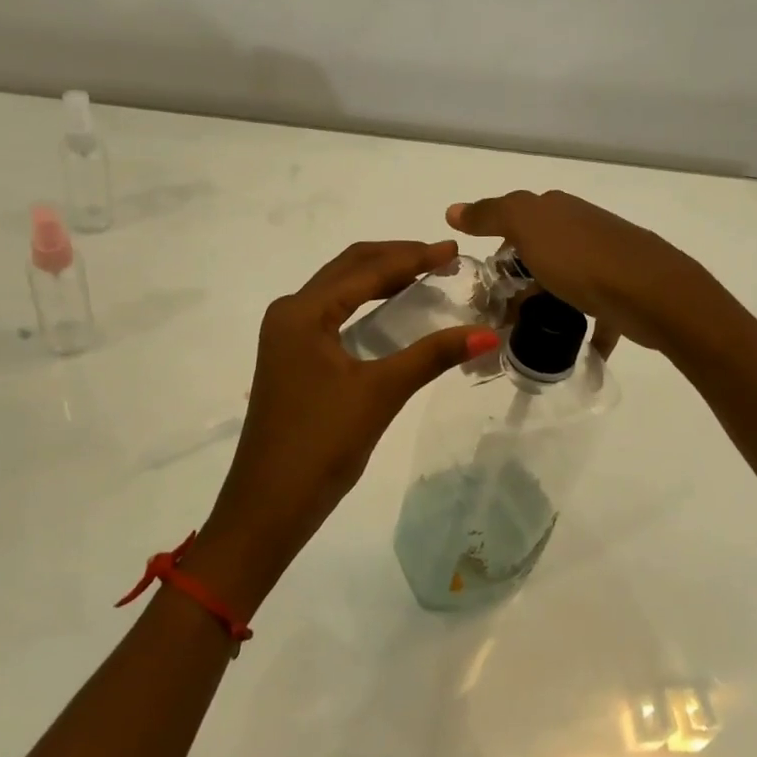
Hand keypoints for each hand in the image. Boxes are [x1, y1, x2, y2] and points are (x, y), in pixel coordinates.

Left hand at [189, 240, 500, 614]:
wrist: (268, 506)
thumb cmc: (321, 444)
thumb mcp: (380, 393)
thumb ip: (432, 356)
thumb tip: (488, 333)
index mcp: (302, 312)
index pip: (365, 269)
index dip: (412, 256)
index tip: (453, 250)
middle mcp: (289, 313)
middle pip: (348, 269)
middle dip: (395, 258)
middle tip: (441, 258)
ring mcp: (286, 336)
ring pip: (338, 291)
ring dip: (379, 278)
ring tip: (424, 276)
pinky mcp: (291, 358)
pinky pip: (333, 315)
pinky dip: (364, 304)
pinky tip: (392, 312)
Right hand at [446, 190, 720, 354]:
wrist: (653, 293)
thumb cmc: (582, 259)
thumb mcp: (527, 227)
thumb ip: (490, 215)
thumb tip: (452, 210)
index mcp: (557, 208)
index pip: (515, 220)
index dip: (496, 248)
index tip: (483, 283)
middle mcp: (581, 227)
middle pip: (539, 253)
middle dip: (518, 281)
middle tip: (498, 314)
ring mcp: (605, 260)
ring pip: (564, 282)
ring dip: (545, 305)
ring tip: (527, 336)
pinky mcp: (622, 293)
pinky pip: (594, 312)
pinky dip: (581, 329)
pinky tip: (570, 348)